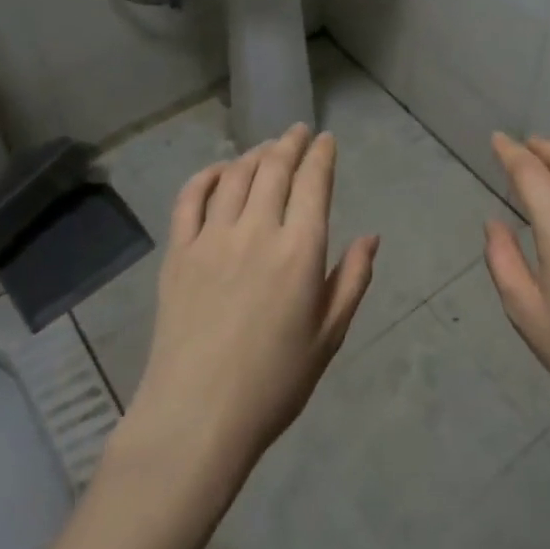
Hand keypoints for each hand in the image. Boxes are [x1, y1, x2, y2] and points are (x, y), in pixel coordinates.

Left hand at [123, 125, 378, 480]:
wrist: (198, 417)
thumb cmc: (274, 382)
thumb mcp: (329, 336)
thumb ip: (353, 280)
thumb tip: (370, 237)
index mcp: (300, 250)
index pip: (313, 182)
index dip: (321, 155)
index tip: (326, 140)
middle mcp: (258, 231)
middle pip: (274, 168)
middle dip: (290, 143)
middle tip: (298, 131)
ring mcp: (212, 238)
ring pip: (236, 176)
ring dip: (255, 154)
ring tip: (266, 148)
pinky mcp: (179, 252)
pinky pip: (191, 198)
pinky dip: (207, 175)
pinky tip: (220, 171)